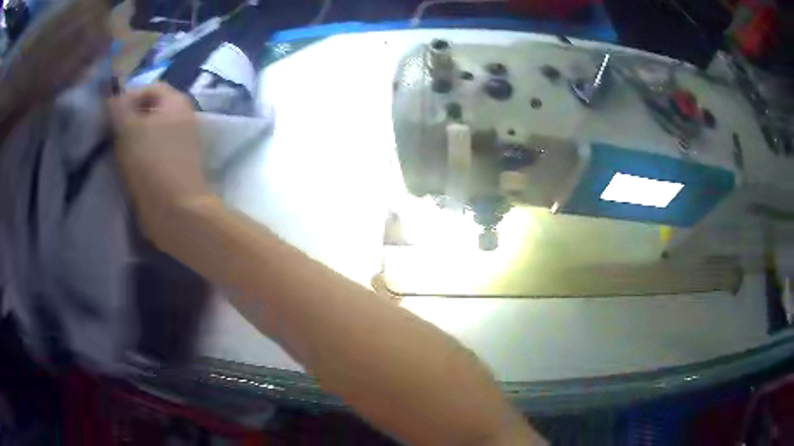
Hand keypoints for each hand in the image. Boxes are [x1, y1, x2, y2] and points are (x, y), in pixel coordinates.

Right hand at [109, 82, 212, 237]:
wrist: (176, 210)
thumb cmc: (150, 161)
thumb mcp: (128, 127)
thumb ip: (119, 107)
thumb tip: (113, 92)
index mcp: (177, 101)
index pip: (149, 89)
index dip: (127, 97)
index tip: (109, 115)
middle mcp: (183, 117)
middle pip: (150, 110)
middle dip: (128, 119)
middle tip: (110, 133)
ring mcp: (182, 143)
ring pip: (150, 133)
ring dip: (132, 139)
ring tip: (115, 151)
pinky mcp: (176, 167)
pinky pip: (154, 152)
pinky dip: (140, 155)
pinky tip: (126, 165)